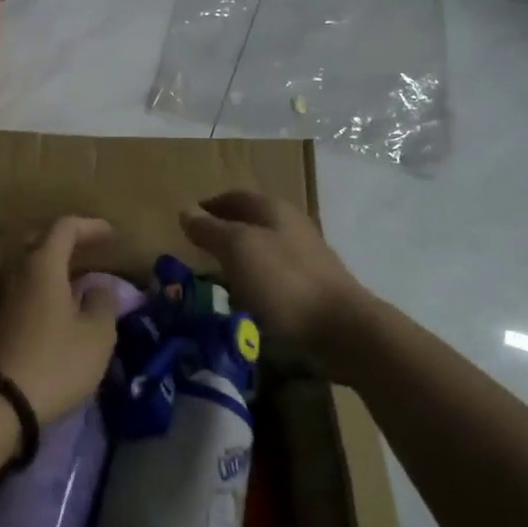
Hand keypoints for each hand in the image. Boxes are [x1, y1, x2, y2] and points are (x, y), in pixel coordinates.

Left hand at [0, 216, 120, 424]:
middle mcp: (10, 268)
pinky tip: (40, 308)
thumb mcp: (96, 337)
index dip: (90, 226)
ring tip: (60, 283)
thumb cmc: (53, 363)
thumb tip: (99, 287)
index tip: (110, 235)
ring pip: (16, 264)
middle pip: (35, 240)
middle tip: (84, 256)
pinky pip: (7, 288)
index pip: (65, 227)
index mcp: (41, 263)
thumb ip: (103, 304)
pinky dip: (26, 289)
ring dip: (40, 267)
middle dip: (61, 243)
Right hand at [180, 192, 366, 366]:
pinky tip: (244, 302)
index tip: (187, 221)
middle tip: (196, 252)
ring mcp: (305, 259)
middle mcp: (291, 227)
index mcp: (273, 209)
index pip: (235, 197)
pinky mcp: (311, 289)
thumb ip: (210, 229)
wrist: (342, 330)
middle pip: (250, 222)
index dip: (210, 206)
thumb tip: (186, 210)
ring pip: (262, 252)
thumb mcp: (238, 249)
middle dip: (223, 233)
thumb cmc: (284, 282)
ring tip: (214, 281)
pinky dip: (254, 285)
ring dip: (238, 261)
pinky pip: (274, 279)